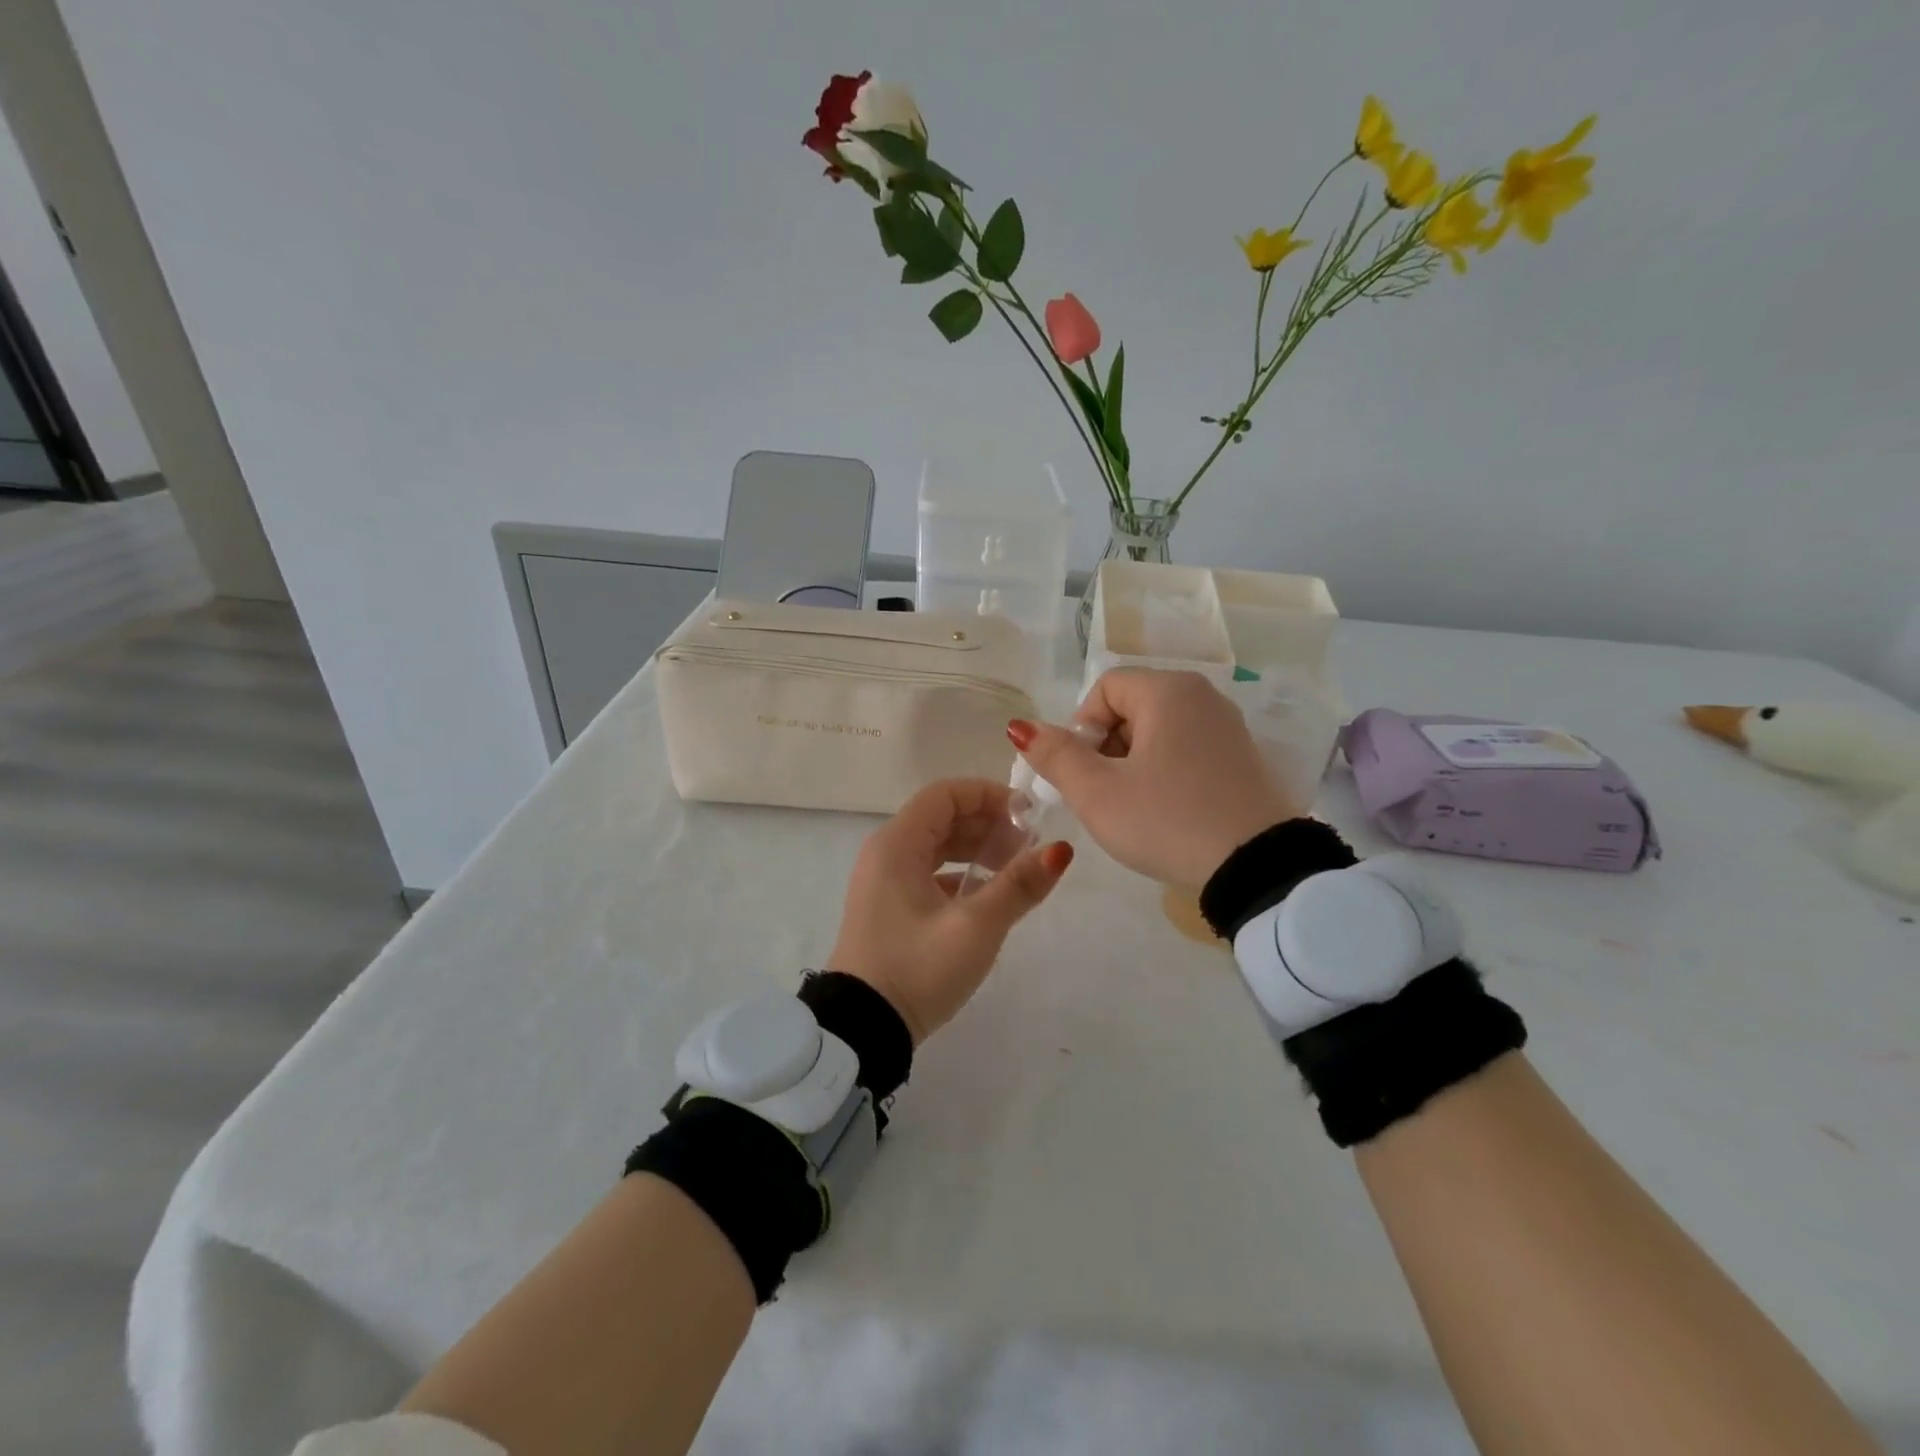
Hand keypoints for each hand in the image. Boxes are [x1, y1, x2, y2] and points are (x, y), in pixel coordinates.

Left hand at [830, 779, 1072, 1043]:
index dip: (988, 795)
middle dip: (988, 824)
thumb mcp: (975, 927)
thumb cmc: (917, 969)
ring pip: (937, 846)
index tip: (1029, 816)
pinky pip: (929, 873)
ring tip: (1016, 869)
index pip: (945, 794)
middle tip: (1029, 847)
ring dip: (977, 849)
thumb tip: (1060, 851)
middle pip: (942, 817)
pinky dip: (960, 874)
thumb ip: (1018, 885)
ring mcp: (884, 881)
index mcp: (897, 844)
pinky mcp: (889, 907)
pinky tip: (988, 896)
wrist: (862, 1030)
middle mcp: (886, 853)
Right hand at [1010, 668, 1296, 888]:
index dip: (1082, 729)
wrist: (1257, 868)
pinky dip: (1166, 771)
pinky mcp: (1242, 756)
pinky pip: (1187, 749)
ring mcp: (1227, 726)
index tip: (1086, 774)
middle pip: (1131, 707)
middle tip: (1106, 795)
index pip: (1103, 690)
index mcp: (1168, 691)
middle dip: (1107, 748)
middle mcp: (1202, 696)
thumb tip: (1020, 727)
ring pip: (1159, 731)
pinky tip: (1168, 810)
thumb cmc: (1167, 821)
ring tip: (1135, 808)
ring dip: (1134, 763)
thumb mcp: (1098, 793)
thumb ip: (1055, 756)